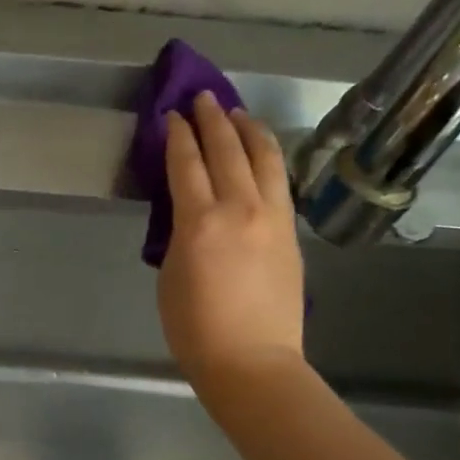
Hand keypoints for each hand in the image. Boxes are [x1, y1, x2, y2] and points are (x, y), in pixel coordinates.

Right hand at [158, 91, 306, 400]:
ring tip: (237, 113)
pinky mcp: (291, 233)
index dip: (177, 135)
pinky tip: (262, 153)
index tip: (171, 115)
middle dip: (212, 119)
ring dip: (248, 130)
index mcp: (200, 221)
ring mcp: (272, 218)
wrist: (252, 361)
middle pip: (226, 150)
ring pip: (264, 158)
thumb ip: (178, 235)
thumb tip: (186, 213)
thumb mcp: (168, 276)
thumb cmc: (195, 329)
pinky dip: (268, 159)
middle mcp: (239, 208)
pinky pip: (279, 183)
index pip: (186, 163)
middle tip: (202, 97)